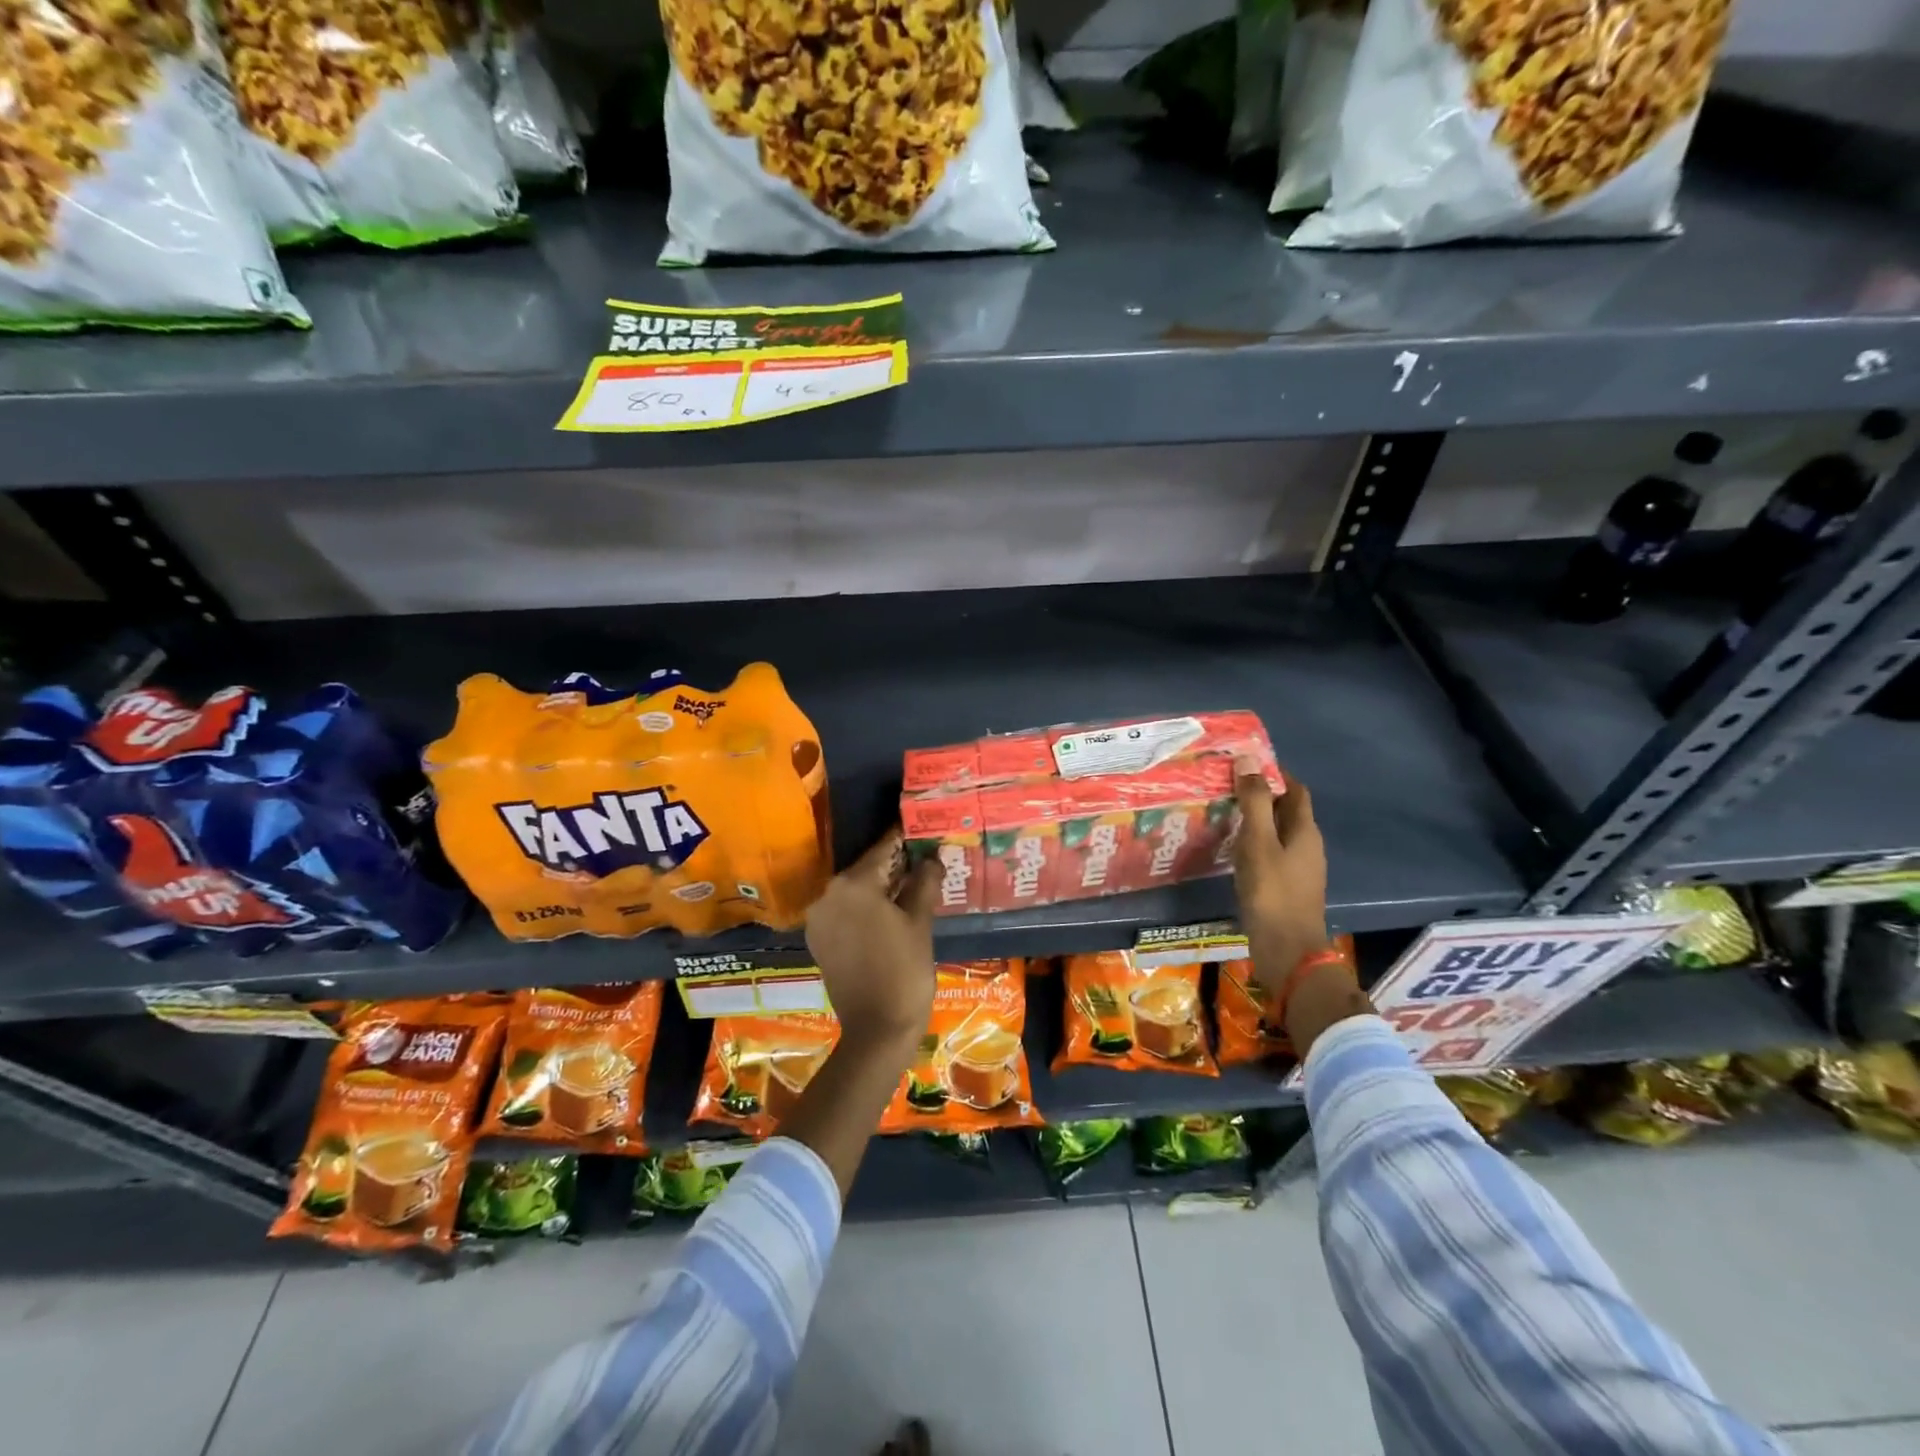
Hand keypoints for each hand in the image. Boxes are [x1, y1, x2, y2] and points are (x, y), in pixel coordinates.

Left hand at [805, 830, 938, 1054]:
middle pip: (866, 869)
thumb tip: (931, 857)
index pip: (883, 850)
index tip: (920, 827)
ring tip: (911, 885)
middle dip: (894, 864)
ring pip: (854, 890)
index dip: (904, 839)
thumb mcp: (920, 922)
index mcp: (852, 884)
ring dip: (879, 886)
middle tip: (922, 859)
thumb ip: (924, 882)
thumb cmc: (905, 970)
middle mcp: (827, 894)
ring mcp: (819, 918)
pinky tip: (889, 911)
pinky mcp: (818, 939)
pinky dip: (864, 907)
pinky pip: (844, 911)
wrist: (877, 1029)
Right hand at [1231, 756, 1329, 1001]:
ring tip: (1222, 813)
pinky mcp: (1287, 887)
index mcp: (1305, 831)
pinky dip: (1253, 843)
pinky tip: (1231, 848)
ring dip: (1255, 820)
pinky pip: (1271, 853)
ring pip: (1277, 833)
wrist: (1287, 952)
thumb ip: (1254, 801)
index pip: (1295, 789)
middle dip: (1260, 795)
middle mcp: (1307, 846)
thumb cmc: (1272, 892)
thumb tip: (1248, 759)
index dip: (1274, 773)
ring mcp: (1299, 869)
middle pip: (1286, 810)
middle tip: (1225, 786)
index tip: (1243, 764)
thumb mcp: (1258, 842)